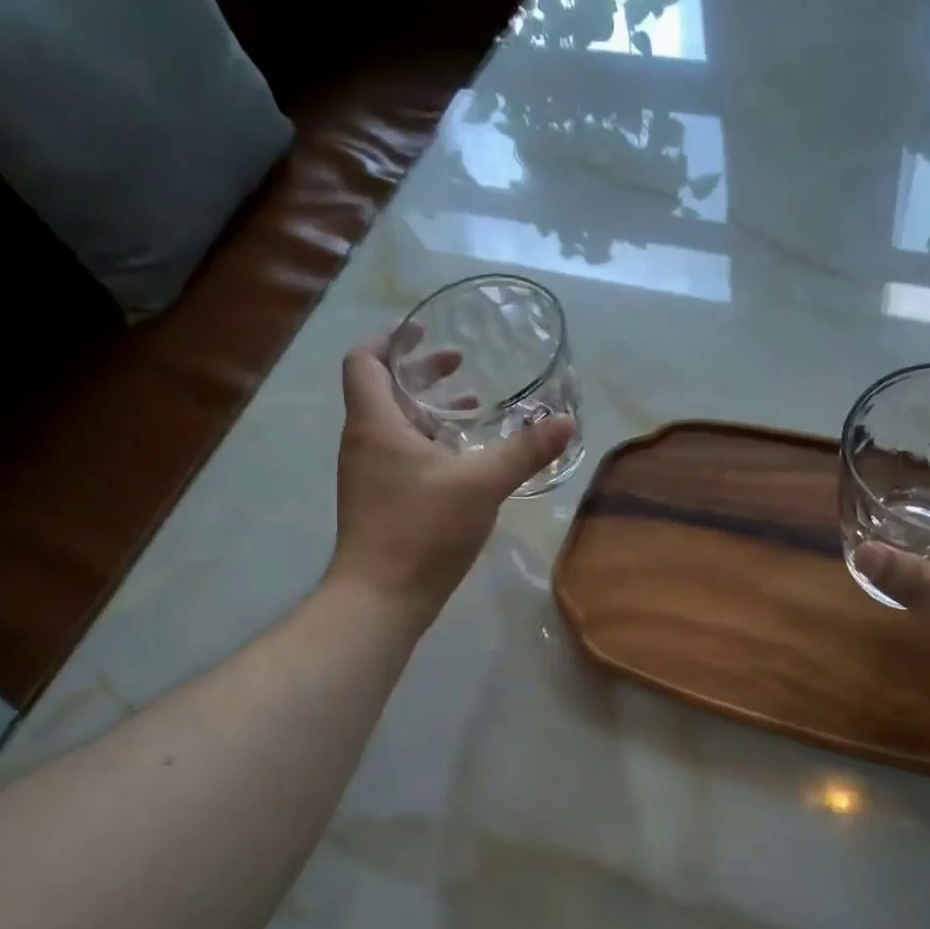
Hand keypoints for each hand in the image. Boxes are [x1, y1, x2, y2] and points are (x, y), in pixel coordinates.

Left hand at [326, 333, 574, 623]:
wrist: (381, 598)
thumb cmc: (422, 530)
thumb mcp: (481, 485)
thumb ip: (524, 451)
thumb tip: (565, 421)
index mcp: (376, 424)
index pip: (364, 361)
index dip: (389, 339)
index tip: (423, 331)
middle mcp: (364, 442)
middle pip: (383, 389)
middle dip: (421, 373)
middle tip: (459, 364)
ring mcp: (369, 473)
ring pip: (395, 424)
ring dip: (429, 409)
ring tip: (472, 407)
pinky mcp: (380, 499)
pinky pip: (402, 453)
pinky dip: (429, 441)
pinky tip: (465, 459)